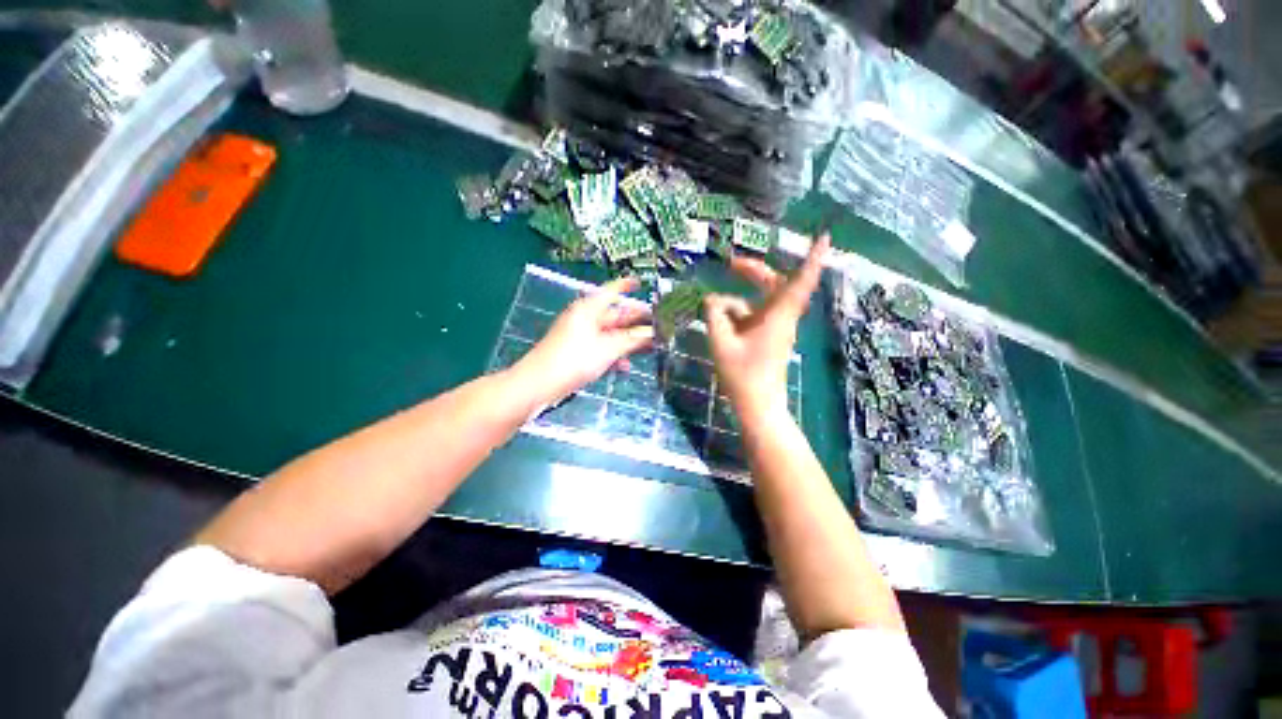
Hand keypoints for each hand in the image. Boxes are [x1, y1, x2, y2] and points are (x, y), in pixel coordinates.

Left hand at [511, 277, 654, 405]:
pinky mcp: (577, 353)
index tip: (639, 283)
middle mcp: (584, 319)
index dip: (625, 286)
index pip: (610, 291)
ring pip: (610, 334)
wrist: (539, 384)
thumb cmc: (572, 360)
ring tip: (649, 347)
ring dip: (627, 341)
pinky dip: (614, 354)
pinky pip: (601, 348)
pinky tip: (625, 365)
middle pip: (614, 315)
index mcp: (588, 309)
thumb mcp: (607, 348)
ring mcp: (580, 336)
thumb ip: (631, 340)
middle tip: (657, 325)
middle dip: (635, 321)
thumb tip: (652, 333)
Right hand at [704, 235, 828, 419]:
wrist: (758, 406)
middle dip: (753, 271)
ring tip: (713, 309)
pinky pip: (754, 316)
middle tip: (730, 264)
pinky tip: (720, 324)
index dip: (813, 258)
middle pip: (774, 284)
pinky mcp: (769, 338)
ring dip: (738, 299)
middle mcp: (782, 318)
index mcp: (778, 317)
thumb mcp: (721, 342)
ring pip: (760, 301)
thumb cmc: (742, 376)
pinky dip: (737, 314)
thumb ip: (715, 315)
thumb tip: (712, 299)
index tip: (823, 236)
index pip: (800, 281)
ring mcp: (776, 328)